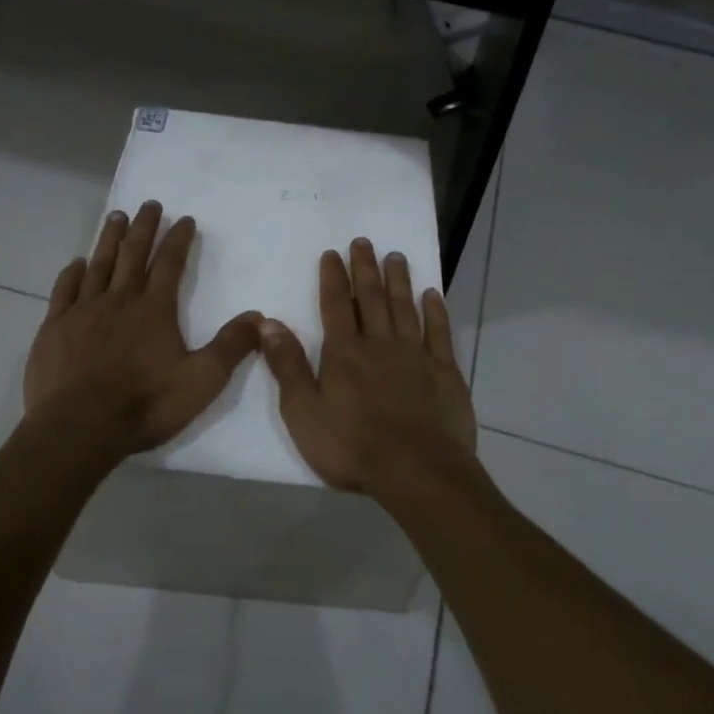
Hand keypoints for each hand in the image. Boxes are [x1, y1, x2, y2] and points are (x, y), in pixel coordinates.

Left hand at [25, 201, 263, 455]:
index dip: (178, 240)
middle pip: (133, 254)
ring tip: (116, 216)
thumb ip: (230, 347)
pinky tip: (76, 263)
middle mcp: (119, 300)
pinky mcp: (54, 328)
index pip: (170, 264)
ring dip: (109, 239)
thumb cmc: (145, 404)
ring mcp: (82, 312)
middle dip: (143, 227)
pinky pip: (64, 290)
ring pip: (98, 265)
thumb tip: (259, 317)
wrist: (79, 427)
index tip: (184, 219)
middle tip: (149, 204)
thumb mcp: (202, 381)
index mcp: (154, 310)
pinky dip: (72, 273)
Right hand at [259, 238, 477, 497]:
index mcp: (344, 353)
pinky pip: (439, 333)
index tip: (332, 253)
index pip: (336, 306)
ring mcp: (416, 355)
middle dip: (365, 268)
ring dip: (399, 280)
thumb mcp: (304, 412)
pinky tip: (432, 294)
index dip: (333, 278)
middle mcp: (380, 344)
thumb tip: (268, 323)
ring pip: (405, 308)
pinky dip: (435, 311)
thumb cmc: (352, 447)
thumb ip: (288, 366)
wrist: (416, 471)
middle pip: (371, 298)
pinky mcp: (444, 372)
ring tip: (396, 256)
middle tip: (364, 241)